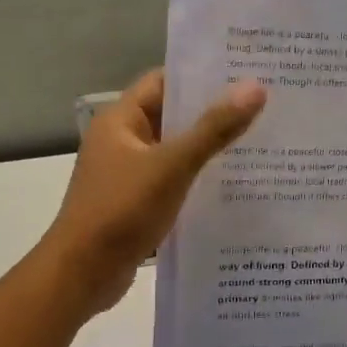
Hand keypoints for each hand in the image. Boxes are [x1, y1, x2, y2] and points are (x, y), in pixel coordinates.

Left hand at [38, 69, 266, 314]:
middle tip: (264, 107)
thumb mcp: (172, 166)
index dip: (201, 76)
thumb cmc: (121, 210)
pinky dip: (198, 180)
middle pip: (172, 116)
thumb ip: (214, 128)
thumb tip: (256, 87)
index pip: (164, 82)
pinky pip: (173, 181)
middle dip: (213, 113)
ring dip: (208, 149)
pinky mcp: (137, 204)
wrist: (82, 274)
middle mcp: (122, 141)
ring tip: (260, 142)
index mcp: (121, 120)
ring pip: (175, 151)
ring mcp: (128, 174)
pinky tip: (234, 185)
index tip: (244, 73)